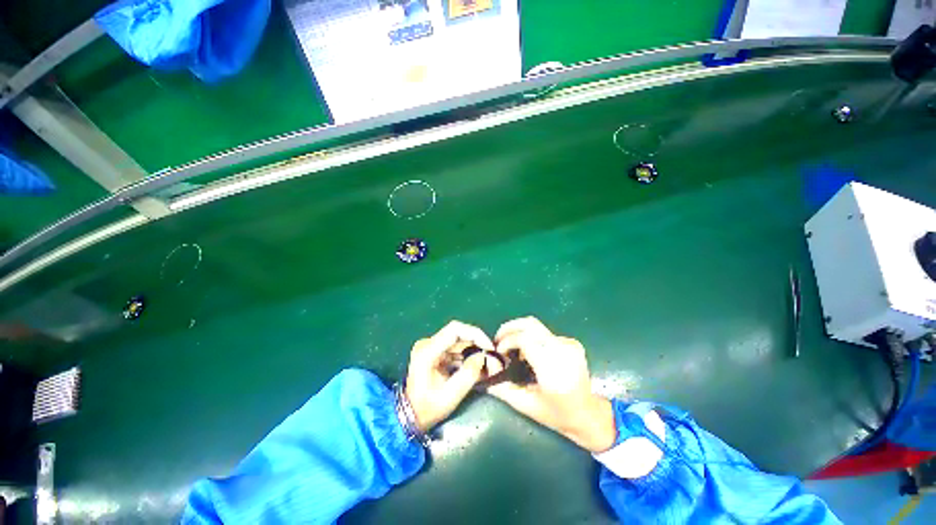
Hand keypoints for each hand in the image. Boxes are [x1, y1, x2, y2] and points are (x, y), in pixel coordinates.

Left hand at [405, 321, 496, 432]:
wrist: (409, 416)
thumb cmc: (427, 409)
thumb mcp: (450, 396)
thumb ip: (468, 375)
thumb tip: (483, 357)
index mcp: (427, 351)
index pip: (455, 330)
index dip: (475, 334)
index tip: (489, 347)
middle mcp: (428, 343)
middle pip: (458, 333)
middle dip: (477, 342)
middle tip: (491, 355)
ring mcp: (430, 347)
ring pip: (458, 340)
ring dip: (474, 349)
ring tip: (487, 362)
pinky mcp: (435, 352)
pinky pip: (455, 348)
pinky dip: (467, 355)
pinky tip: (477, 365)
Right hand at [487, 317, 616, 452]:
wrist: (588, 414)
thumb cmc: (556, 414)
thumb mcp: (526, 405)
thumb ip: (503, 388)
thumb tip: (486, 369)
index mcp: (552, 369)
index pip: (524, 339)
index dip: (507, 340)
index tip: (498, 351)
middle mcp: (562, 351)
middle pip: (530, 324)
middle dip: (509, 327)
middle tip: (499, 339)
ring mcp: (569, 344)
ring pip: (536, 327)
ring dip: (520, 332)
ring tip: (511, 346)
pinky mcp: (572, 343)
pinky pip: (545, 334)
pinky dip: (532, 338)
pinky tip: (529, 352)